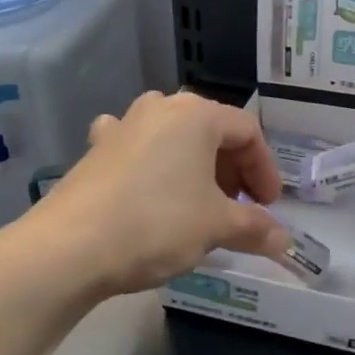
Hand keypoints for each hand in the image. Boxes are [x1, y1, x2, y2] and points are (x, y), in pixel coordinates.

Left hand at [36, 91, 292, 296]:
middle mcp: (161, 107)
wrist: (69, 246)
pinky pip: (136, 146)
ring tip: (199, 200)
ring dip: (195, 165)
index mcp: (196, 114)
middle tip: (240, 207)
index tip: (269, 206)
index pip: (247, 132)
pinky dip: (151, 162)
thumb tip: (285, 240)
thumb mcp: (215, 226)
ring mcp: (124, 124)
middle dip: (232, 169)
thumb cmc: (156, 224)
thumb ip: (254, 228)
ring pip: (174, 137)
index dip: (265, 169)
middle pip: (211, 131)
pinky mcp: (96, 148)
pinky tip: (146, 181)